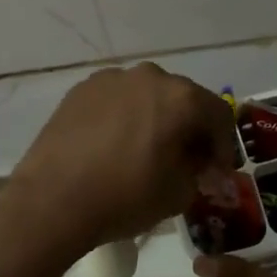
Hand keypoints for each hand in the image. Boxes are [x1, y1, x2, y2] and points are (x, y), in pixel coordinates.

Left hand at [6, 64, 238, 253]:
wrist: (53, 200)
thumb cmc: (125, 196)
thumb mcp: (180, 192)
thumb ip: (200, 170)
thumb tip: (199, 162)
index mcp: (181, 97)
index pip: (219, 114)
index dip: (224, 146)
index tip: (217, 172)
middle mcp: (149, 76)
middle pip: (183, 100)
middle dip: (190, 129)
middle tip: (187, 160)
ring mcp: (111, 79)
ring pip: (148, 96)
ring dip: (156, 119)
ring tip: (147, 151)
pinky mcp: (81, 90)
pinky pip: (117, 100)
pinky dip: (125, 118)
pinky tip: (115, 146)